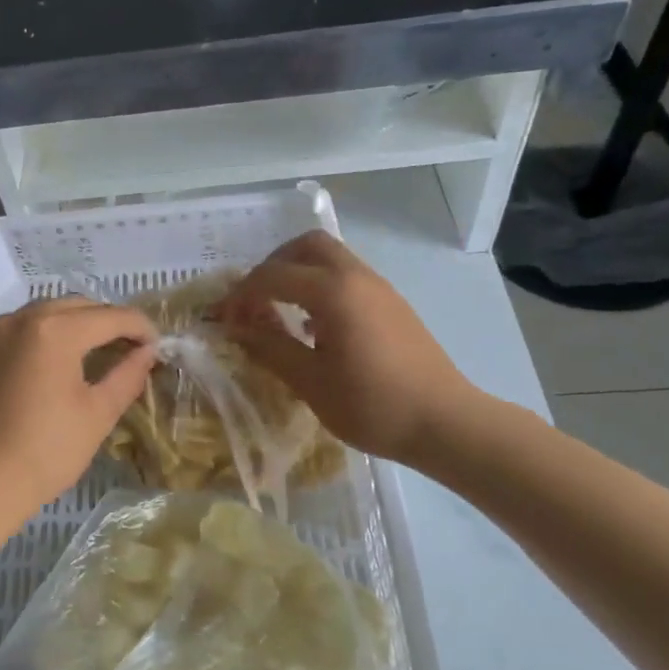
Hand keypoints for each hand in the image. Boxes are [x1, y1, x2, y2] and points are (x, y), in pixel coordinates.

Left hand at [0, 296, 157, 531]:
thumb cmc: (45, 452)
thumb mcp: (97, 415)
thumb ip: (127, 375)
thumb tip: (147, 352)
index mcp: (54, 330)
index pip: (110, 316)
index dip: (140, 327)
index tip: (156, 346)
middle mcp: (19, 319)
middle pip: (75, 306)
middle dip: (106, 321)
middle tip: (128, 349)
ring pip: (42, 314)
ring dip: (72, 325)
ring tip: (92, 354)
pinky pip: (16, 332)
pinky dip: (41, 338)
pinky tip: (50, 366)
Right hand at [216, 232, 488, 469]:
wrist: (445, 423)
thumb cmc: (373, 405)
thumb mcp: (310, 382)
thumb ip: (269, 347)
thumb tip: (234, 328)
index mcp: (333, 292)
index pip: (273, 276)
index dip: (241, 294)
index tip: (222, 319)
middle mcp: (357, 277)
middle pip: (306, 246)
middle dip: (272, 266)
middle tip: (254, 299)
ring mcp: (379, 288)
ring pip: (330, 259)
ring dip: (298, 275)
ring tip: (279, 314)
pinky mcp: (392, 304)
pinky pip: (347, 278)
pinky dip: (320, 287)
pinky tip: (313, 328)